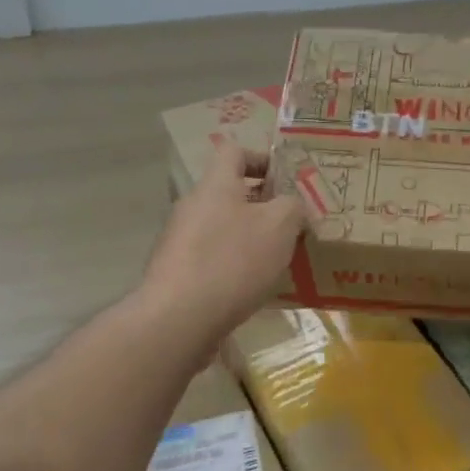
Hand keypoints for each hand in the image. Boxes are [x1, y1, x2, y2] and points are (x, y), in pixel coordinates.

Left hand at [139, 140, 306, 346]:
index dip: (262, 158)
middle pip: (229, 192)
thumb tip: (292, 206)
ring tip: (279, 259)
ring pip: (222, 227)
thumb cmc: (233, 261)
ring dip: (250, 237)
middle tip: (293, 224)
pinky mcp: (176, 272)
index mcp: (216, 185)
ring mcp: (180, 240)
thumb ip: (292, 207)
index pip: (234, 152)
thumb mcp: (279, 226)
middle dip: (263, 205)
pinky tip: (253, 287)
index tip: (286, 179)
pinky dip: (234, 265)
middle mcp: (193, 206)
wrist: (178, 319)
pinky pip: (212, 257)